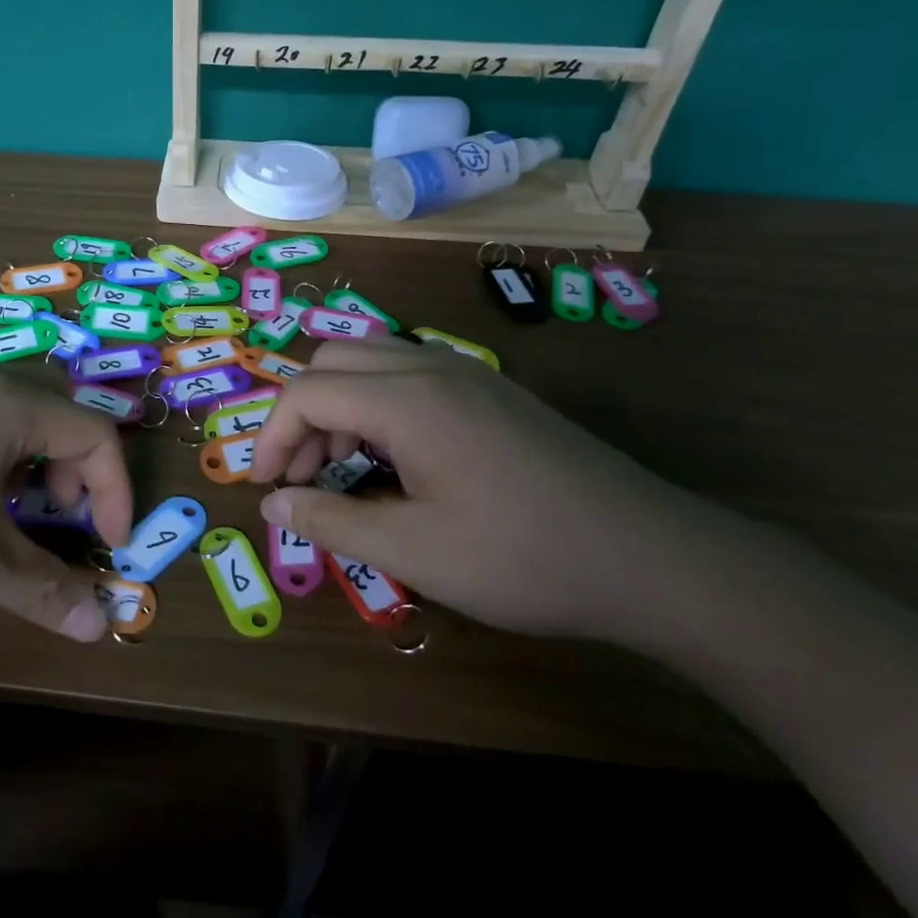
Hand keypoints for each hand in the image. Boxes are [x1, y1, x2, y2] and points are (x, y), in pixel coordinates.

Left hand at [0, 366, 133, 642]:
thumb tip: (102, 626)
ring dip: (27, 465)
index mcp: (3, 403)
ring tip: (5, 516)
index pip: (93, 432)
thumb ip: (47, 590)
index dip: (116, 490)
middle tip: (58, 521)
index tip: (109, 546)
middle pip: (52, 413)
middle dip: (72, 471)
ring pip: (4, 414)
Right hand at [249, 339, 708, 639]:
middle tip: (304, 475)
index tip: (265, 488)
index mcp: (408, 399)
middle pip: (333, 361)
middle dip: (302, 414)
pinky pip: (409, 373)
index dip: (271, 436)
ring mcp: (467, 373)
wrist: (651, 557)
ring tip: (344, 468)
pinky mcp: (491, 391)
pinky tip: (396, 459)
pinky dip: (377, 404)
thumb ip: (332, 521)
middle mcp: (431, 367)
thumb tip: (272, 504)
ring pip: (371, 360)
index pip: (307, 391)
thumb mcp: (415, 552)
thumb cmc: (525, 557)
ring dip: (339, 406)